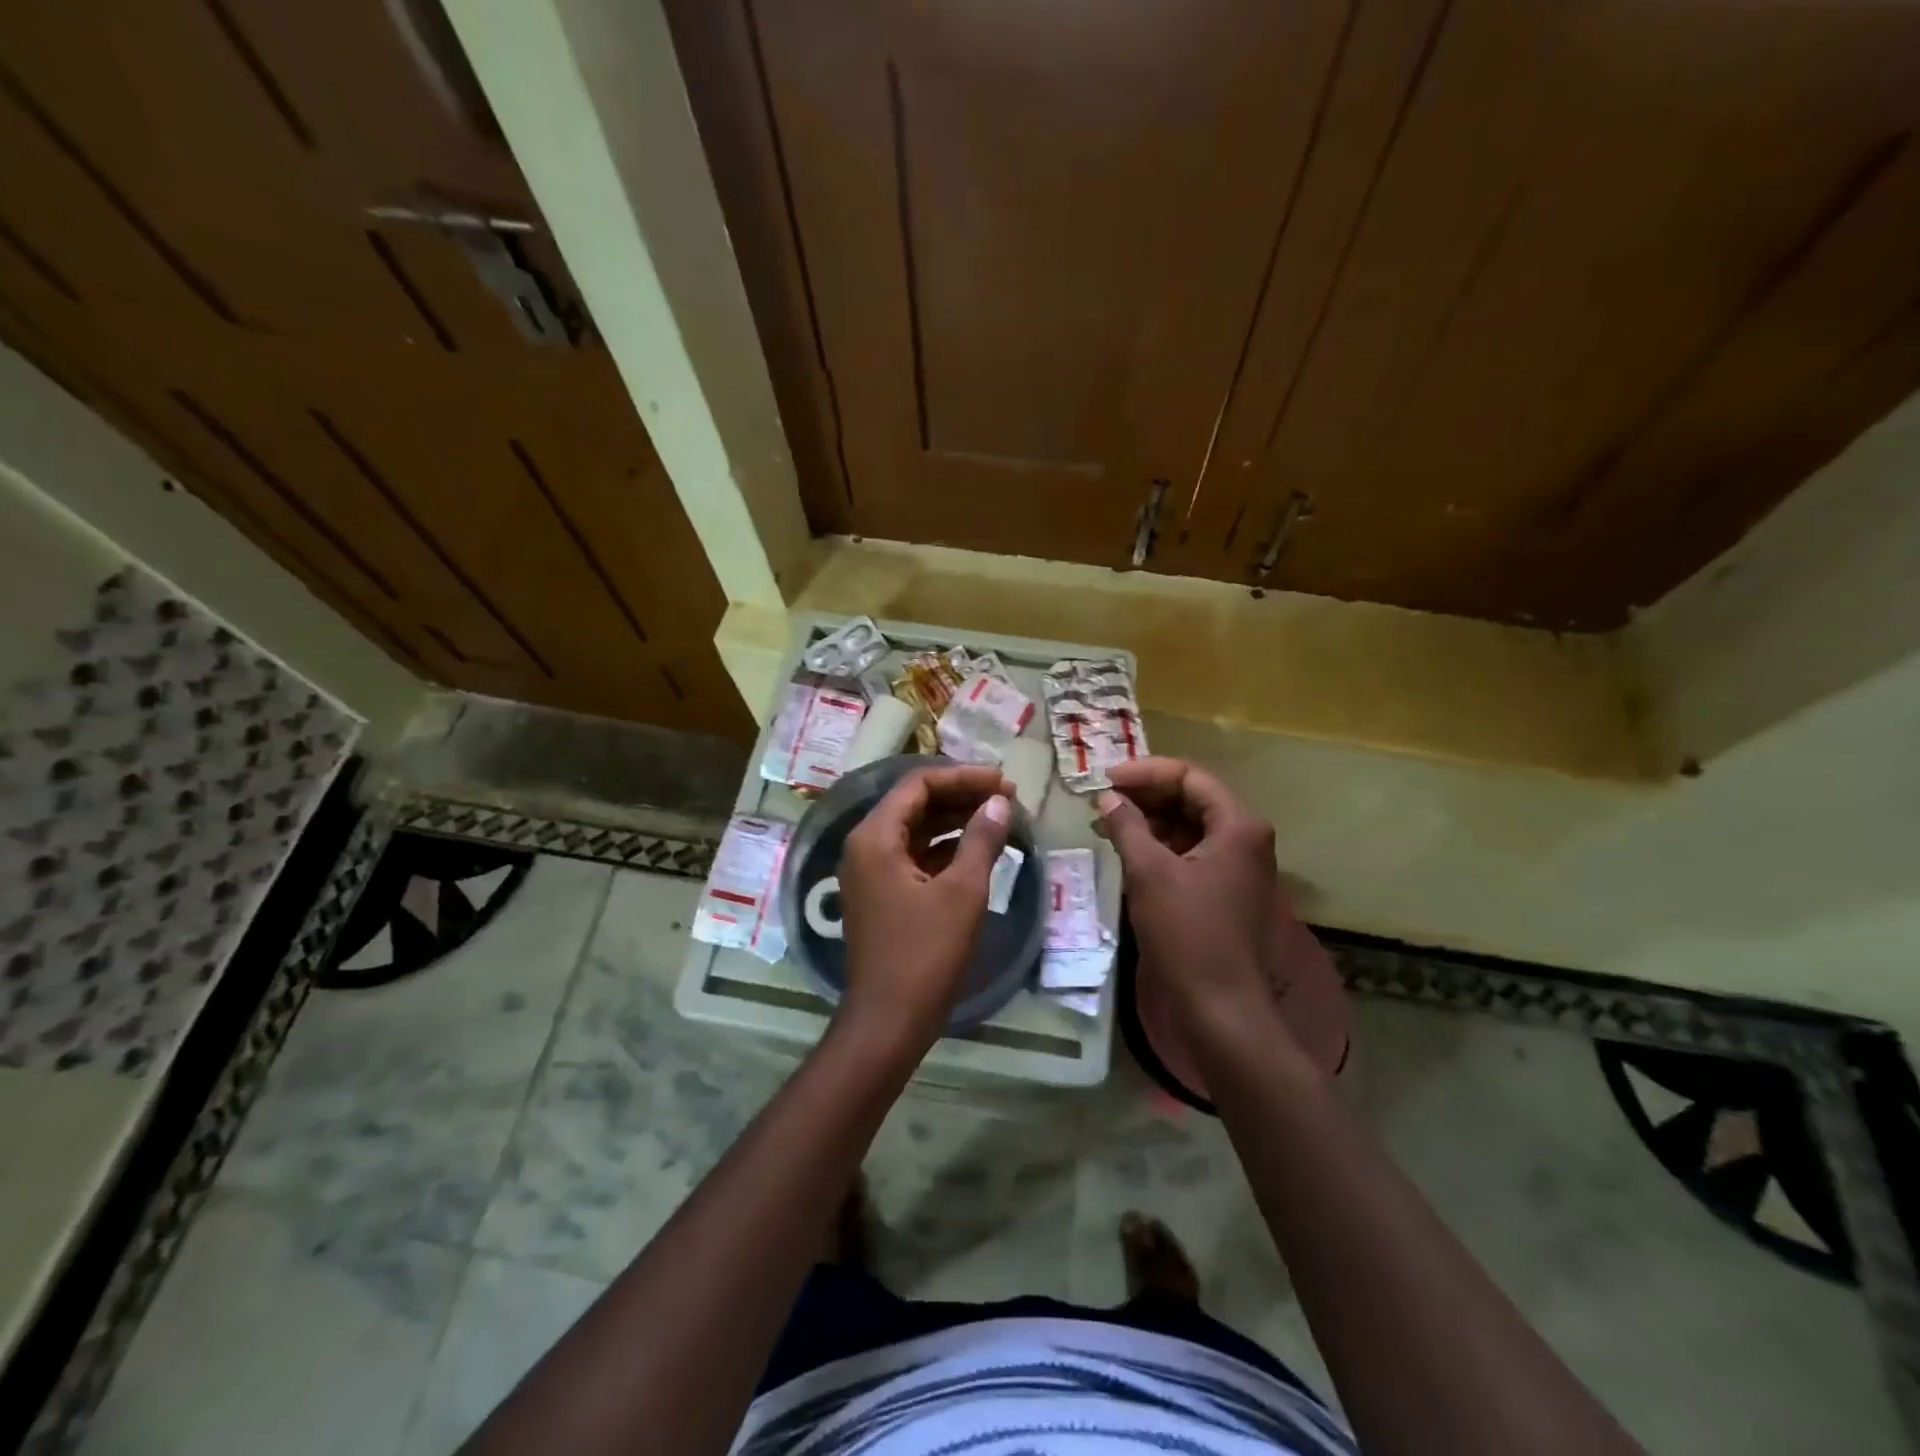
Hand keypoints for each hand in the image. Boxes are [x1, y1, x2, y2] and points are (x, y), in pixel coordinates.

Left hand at [837, 765, 1013, 1054]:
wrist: (889, 1021)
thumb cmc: (925, 953)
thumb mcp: (962, 892)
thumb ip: (981, 839)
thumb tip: (999, 802)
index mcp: (875, 837)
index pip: (918, 785)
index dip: (963, 777)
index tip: (1003, 781)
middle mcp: (866, 846)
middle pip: (915, 804)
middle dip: (961, 796)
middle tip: (1007, 797)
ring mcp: (872, 872)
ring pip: (917, 829)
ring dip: (956, 821)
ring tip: (1000, 817)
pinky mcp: (884, 894)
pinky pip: (916, 856)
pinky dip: (947, 848)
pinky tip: (979, 849)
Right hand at [1097, 757, 1322, 1050]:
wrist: (1220, 1006)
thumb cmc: (1187, 933)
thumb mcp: (1149, 873)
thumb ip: (1127, 826)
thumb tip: (1107, 797)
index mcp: (1238, 825)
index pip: (1189, 777)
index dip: (1144, 773)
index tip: (1104, 780)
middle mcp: (1245, 838)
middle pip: (1191, 798)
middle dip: (1145, 795)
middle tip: (1102, 799)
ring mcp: (1238, 865)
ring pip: (1189, 826)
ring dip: (1149, 820)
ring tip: (1106, 823)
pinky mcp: (1225, 889)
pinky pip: (1190, 852)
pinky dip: (1159, 846)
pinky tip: (1127, 849)